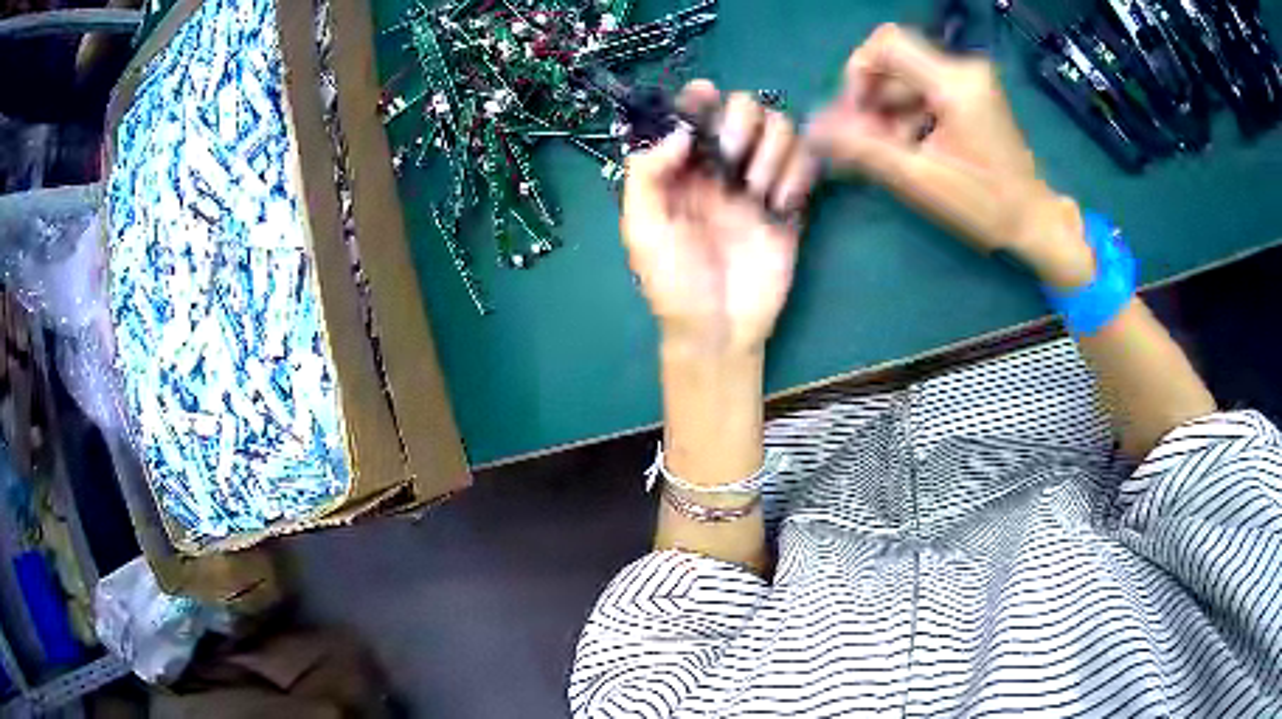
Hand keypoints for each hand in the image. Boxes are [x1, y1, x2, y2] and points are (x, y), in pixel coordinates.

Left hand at [623, 81, 817, 354]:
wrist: (720, 330)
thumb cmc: (674, 284)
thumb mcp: (643, 230)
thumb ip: (647, 174)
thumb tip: (679, 131)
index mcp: (681, 168)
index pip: (693, 113)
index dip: (699, 96)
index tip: (705, 95)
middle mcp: (721, 166)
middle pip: (744, 108)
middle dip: (740, 124)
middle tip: (731, 161)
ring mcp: (758, 183)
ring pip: (780, 128)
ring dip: (772, 150)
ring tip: (756, 192)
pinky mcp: (791, 203)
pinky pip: (807, 162)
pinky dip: (798, 172)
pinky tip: (779, 205)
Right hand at [806, 24, 1094, 288]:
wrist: (1034, 222)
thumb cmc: (984, 206)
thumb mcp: (919, 180)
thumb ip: (862, 149)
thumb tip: (811, 130)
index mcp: (955, 83)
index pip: (886, 44)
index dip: (858, 72)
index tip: (857, 113)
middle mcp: (964, 69)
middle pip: (895, 62)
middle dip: (872, 98)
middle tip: (865, 139)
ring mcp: (972, 80)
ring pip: (908, 77)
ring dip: (889, 110)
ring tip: (888, 151)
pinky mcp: (974, 92)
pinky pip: (926, 88)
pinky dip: (909, 113)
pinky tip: (909, 146)